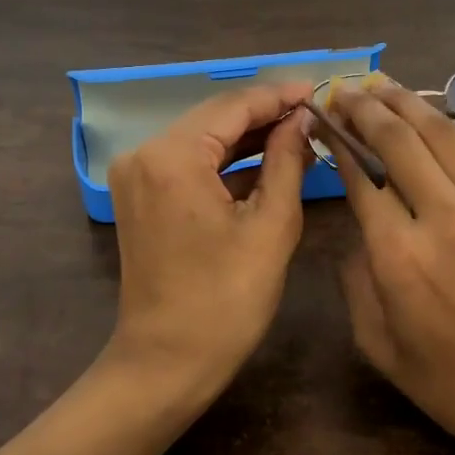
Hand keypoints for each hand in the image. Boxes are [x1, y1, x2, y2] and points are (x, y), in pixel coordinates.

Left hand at [104, 81, 315, 402]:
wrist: (166, 364)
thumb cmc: (226, 301)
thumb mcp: (271, 226)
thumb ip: (287, 161)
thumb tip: (302, 120)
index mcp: (172, 156)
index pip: (233, 106)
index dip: (278, 97)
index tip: (317, 90)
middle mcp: (144, 154)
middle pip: (214, 117)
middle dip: (264, 114)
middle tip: (313, 112)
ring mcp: (137, 175)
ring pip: (202, 138)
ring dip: (247, 137)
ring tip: (298, 133)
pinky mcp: (140, 195)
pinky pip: (188, 163)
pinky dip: (225, 162)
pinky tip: (266, 161)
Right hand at [324, 76, 454, 454]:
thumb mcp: (381, 347)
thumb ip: (357, 281)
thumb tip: (361, 230)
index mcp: (399, 257)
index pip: (360, 176)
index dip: (338, 141)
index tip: (323, 120)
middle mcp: (443, 218)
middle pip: (398, 139)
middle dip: (365, 107)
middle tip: (346, 89)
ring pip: (441, 134)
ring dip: (406, 102)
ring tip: (382, 84)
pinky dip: (443, 135)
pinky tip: (428, 126)